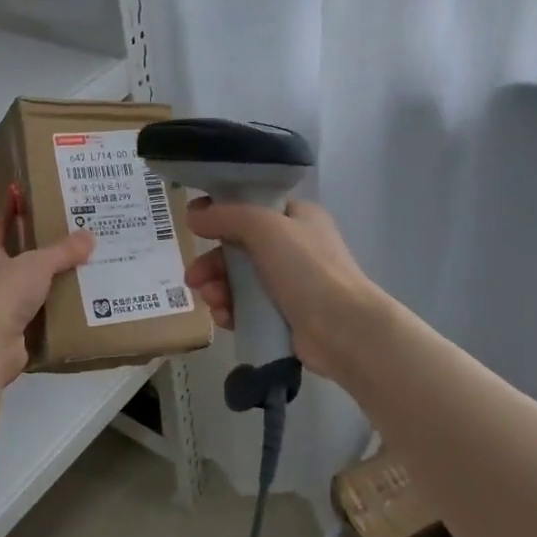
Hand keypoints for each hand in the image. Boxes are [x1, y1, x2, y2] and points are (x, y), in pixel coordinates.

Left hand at [0, 191, 94, 385]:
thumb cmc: (3, 293)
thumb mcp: (36, 264)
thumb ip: (62, 251)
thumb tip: (89, 236)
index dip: (11, 208)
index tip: (24, 193)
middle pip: (17, 256)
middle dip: (41, 247)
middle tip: (72, 233)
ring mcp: (0, 306)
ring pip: (30, 286)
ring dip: (51, 280)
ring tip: (84, 267)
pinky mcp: (14, 331)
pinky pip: (39, 314)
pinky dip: (56, 310)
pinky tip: (79, 303)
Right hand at [183, 197, 387, 387]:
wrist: (343, 329)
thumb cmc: (307, 268)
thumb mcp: (264, 227)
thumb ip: (226, 215)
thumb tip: (193, 215)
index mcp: (296, 217)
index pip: (252, 206)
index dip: (220, 212)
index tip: (193, 223)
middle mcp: (293, 247)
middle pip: (239, 247)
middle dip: (212, 261)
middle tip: (193, 277)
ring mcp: (289, 283)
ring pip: (238, 280)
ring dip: (218, 288)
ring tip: (212, 301)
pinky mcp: (283, 316)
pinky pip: (246, 308)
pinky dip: (231, 310)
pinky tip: (223, 317)